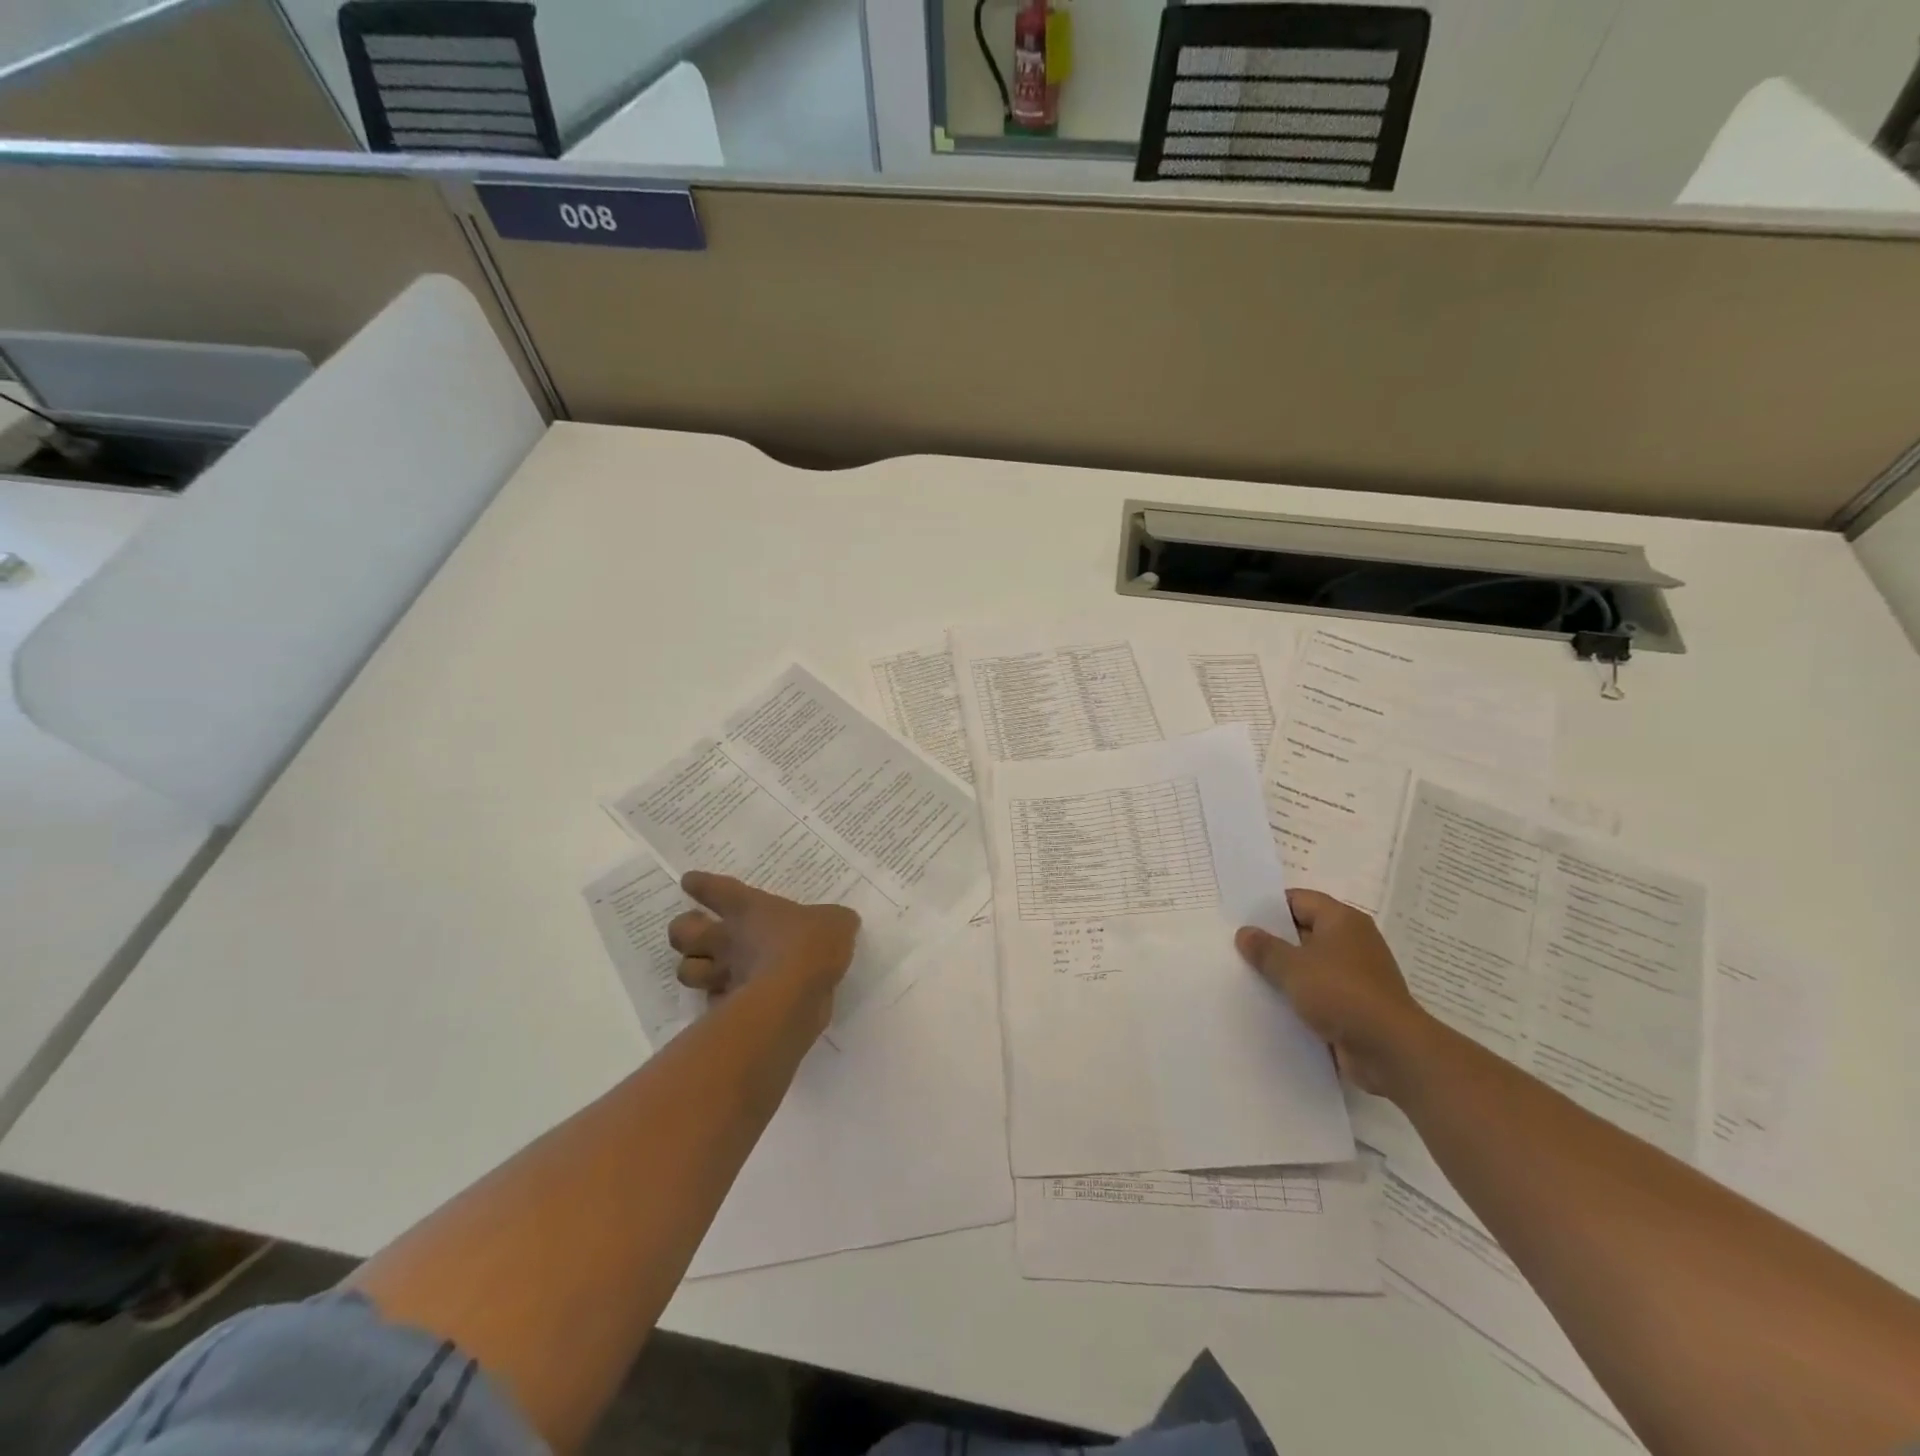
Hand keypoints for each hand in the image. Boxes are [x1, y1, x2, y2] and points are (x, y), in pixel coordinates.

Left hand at [667, 873, 858, 1013]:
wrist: (795, 995)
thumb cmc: (810, 944)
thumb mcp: (836, 922)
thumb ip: (834, 920)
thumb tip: (840, 922)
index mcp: (749, 908)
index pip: (715, 889)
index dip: (700, 884)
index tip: (689, 881)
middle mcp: (727, 939)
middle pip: (682, 932)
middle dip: (682, 931)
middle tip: (696, 932)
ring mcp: (723, 975)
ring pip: (686, 971)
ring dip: (692, 968)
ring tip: (706, 969)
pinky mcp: (727, 1009)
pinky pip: (712, 1002)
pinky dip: (717, 1001)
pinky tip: (731, 1001)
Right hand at [1235, 889, 1434, 1098]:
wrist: (1391, 1051)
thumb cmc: (1341, 994)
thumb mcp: (1293, 967)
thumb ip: (1265, 948)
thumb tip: (1245, 932)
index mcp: (1342, 920)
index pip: (1298, 900)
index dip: (1268, 907)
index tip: (1239, 918)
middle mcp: (1352, 942)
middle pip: (1303, 932)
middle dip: (1273, 941)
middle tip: (1235, 947)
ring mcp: (1356, 975)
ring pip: (1310, 965)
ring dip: (1285, 972)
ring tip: (1247, 976)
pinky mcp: (1356, 1005)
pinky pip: (1320, 992)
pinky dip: (1300, 996)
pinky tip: (1272, 1004)